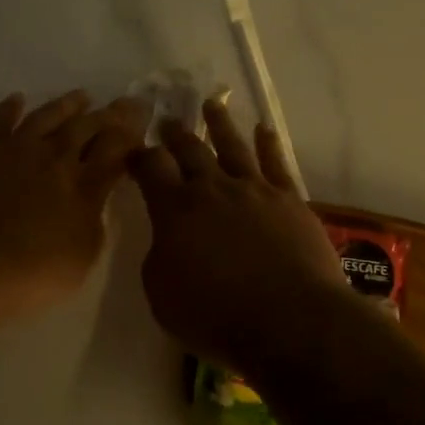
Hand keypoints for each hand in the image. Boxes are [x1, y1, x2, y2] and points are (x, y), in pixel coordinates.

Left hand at [0, 90, 150, 328]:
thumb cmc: (26, 275)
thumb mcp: (81, 259)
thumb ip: (94, 222)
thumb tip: (95, 196)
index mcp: (83, 185)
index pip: (116, 149)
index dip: (132, 132)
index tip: (144, 117)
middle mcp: (52, 158)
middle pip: (87, 127)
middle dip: (110, 114)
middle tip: (125, 101)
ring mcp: (12, 150)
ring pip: (46, 117)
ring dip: (67, 105)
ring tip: (82, 95)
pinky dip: (9, 109)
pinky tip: (17, 100)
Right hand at [127, 98, 357, 374]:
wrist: (289, 319)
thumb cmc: (216, 315)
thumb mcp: (162, 294)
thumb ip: (159, 256)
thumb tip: (169, 237)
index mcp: (175, 210)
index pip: (151, 168)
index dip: (140, 156)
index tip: (134, 150)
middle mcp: (212, 189)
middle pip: (190, 150)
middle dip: (175, 134)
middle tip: (167, 120)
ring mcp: (254, 189)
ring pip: (232, 145)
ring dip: (219, 124)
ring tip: (211, 104)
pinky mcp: (289, 199)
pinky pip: (276, 162)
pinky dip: (268, 144)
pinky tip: (264, 130)